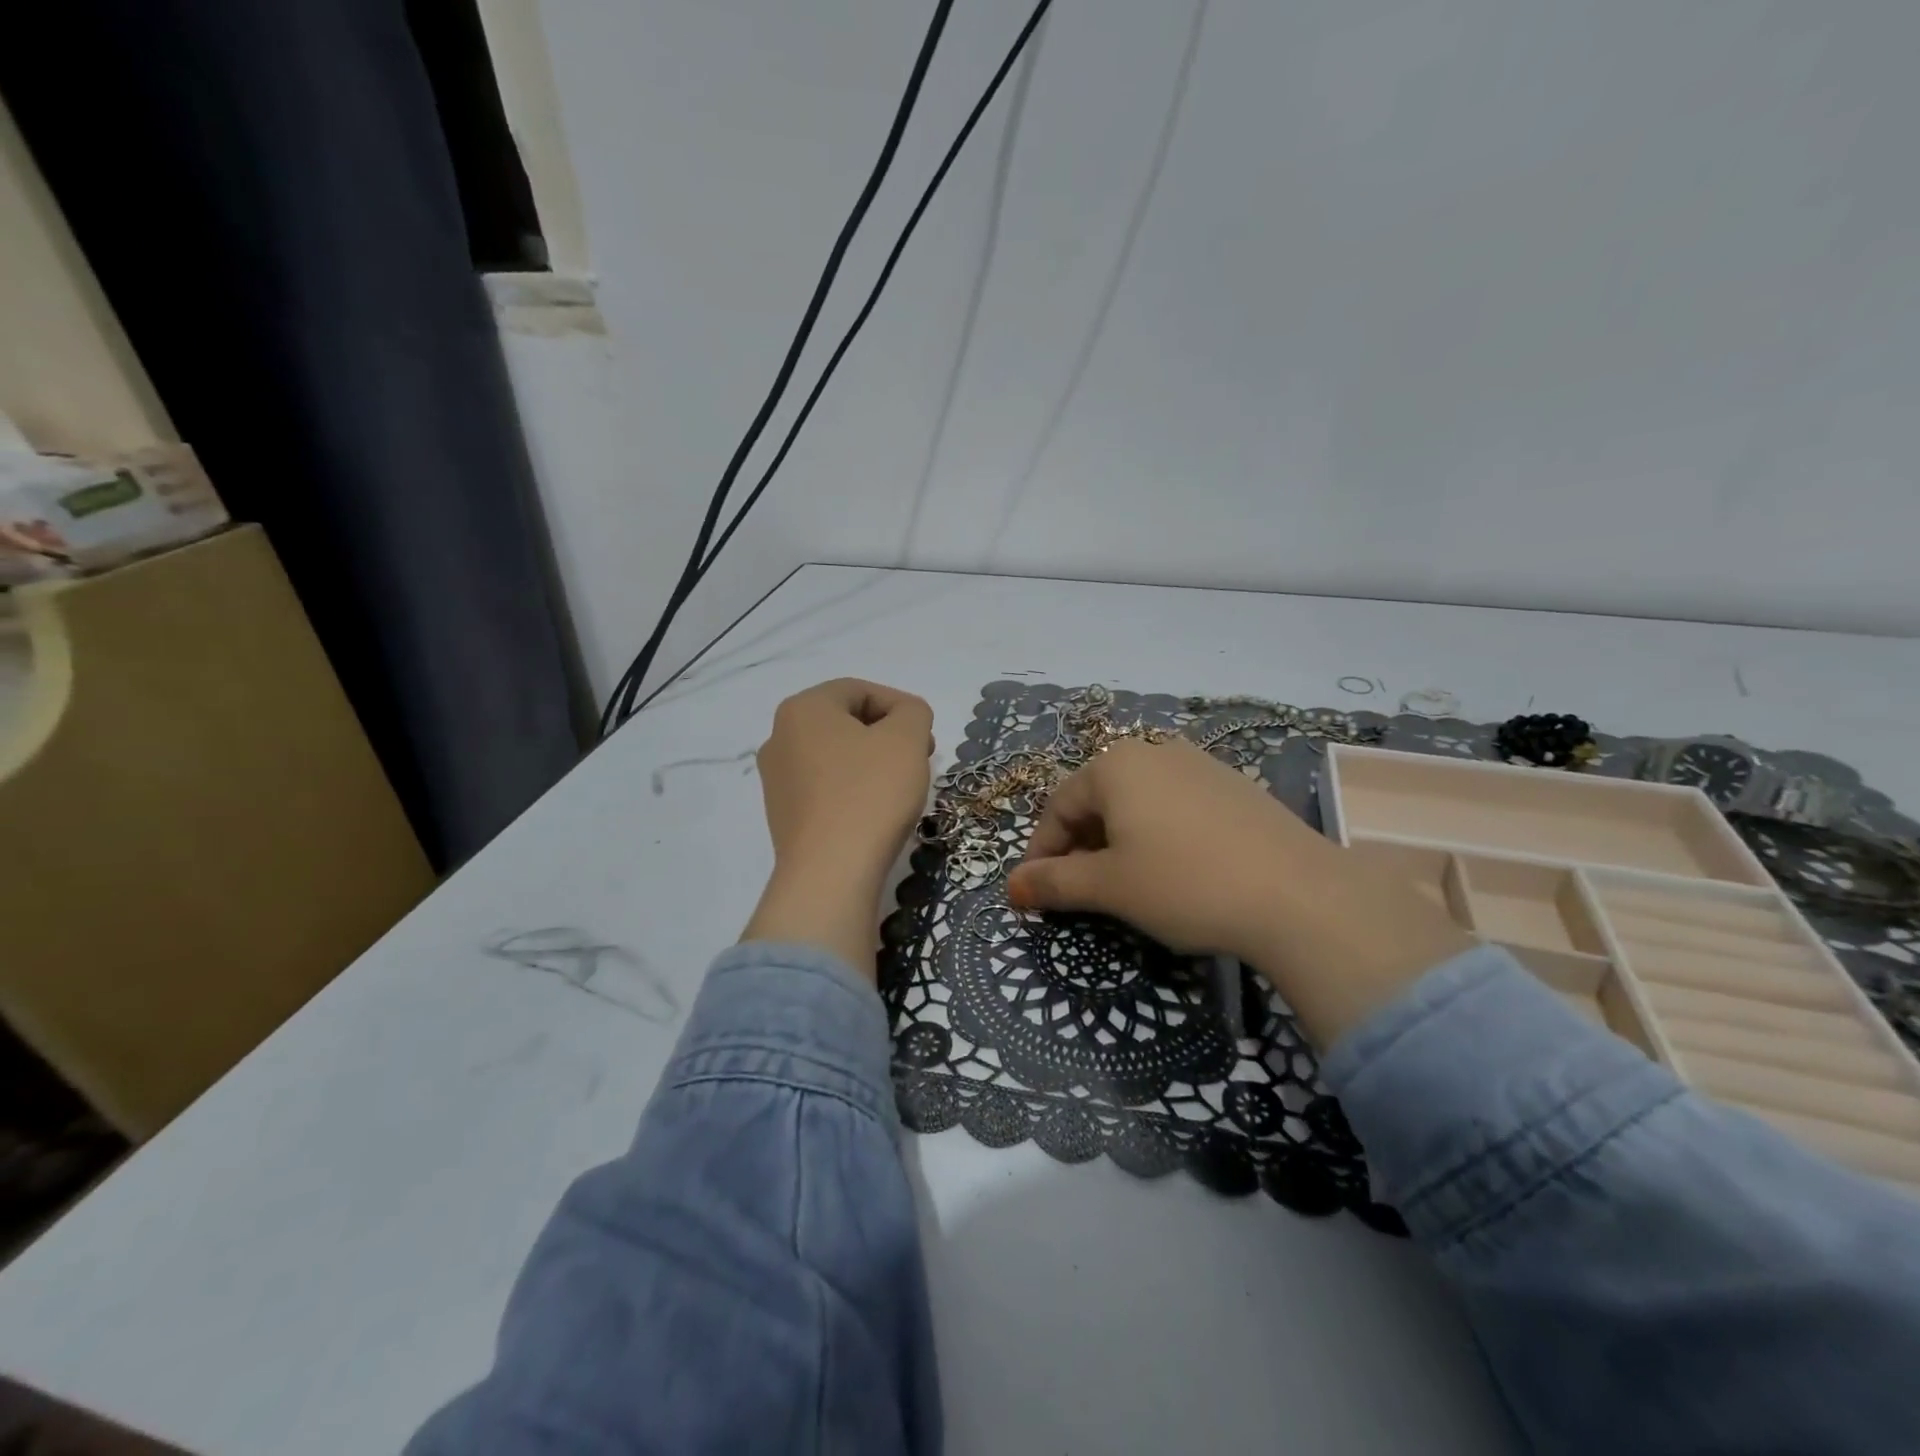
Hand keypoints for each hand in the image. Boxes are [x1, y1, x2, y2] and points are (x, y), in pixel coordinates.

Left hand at [742, 679, 934, 976]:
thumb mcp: (907, 739)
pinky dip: (853, 788)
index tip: (927, 733)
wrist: (831, 873)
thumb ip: (913, 712)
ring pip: (836, 755)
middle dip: (887, 734)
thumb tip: (904, 718)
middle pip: (845, 722)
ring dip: (872, 762)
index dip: (900, 705)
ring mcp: (776, 779)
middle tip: (920, 756)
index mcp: (803, 709)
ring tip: (901, 785)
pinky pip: (825, 787)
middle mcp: (779, 737)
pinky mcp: (783, 815)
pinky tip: (875, 811)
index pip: (859, 690)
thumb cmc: (870, 793)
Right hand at [1005, 739, 1474, 1046]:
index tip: (1035, 895)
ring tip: (1124, 884)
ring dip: (1117, 842)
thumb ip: (1053, 883)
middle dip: (1079, 847)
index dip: (1041, 853)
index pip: (1057, 807)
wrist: (1299, 895)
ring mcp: (1199, 764)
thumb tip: (1012, 888)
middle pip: (1096, 800)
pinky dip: (1157, 835)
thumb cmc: (1184, 884)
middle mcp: (1154, 751)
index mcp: (1115, 764)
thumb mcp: (1109, 887)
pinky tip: (1173, 870)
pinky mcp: (1234, 785)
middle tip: (1079, 893)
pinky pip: (1175, 806)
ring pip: (1136, 803)